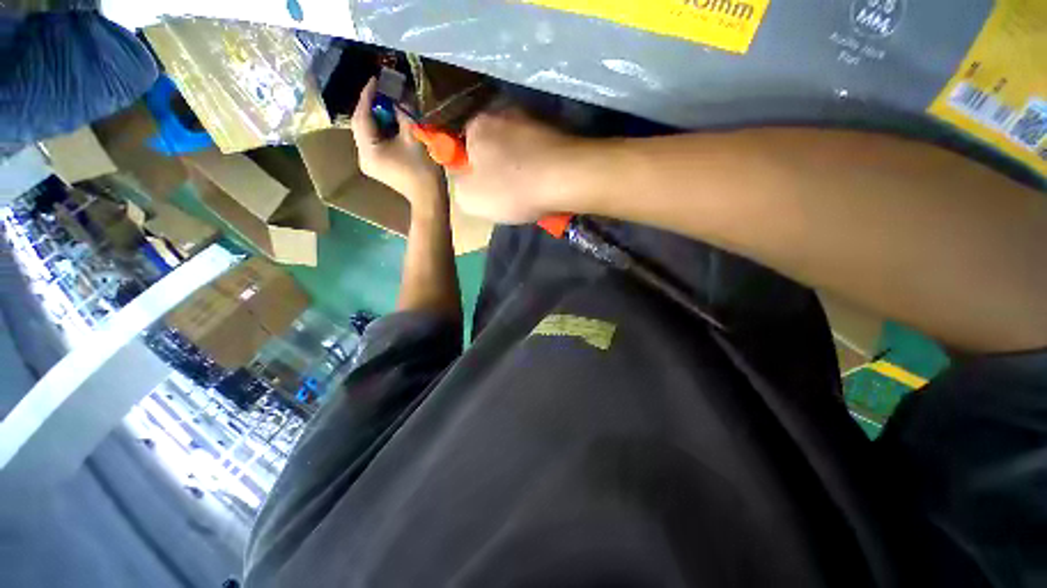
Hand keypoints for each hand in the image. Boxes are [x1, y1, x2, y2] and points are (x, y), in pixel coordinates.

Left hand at [350, 78, 443, 206]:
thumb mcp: (413, 137)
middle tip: (383, 91)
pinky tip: (391, 123)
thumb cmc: (423, 170)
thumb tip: (397, 97)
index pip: (362, 116)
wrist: (429, 198)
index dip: (367, 96)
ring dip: (377, 118)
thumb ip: (402, 113)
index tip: (375, 79)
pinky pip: (374, 142)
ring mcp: (369, 163)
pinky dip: (381, 131)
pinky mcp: (378, 166)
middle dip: (372, 106)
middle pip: (362, 125)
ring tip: (388, 104)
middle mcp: (363, 156)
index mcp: (368, 150)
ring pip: (368, 133)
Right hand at [452, 110, 584, 223]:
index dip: (469, 169)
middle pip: (492, 145)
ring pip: (517, 149)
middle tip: (505, 193)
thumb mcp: (470, 199)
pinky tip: (543, 184)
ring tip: (527, 192)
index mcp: (477, 126)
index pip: (463, 144)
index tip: (481, 188)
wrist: (565, 178)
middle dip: (495, 168)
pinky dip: (538, 167)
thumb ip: (458, 186)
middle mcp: (503, 113)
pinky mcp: (557, 131)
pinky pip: (538, 152)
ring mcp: (533, 119)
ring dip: (519, 168)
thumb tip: (465, 179)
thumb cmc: (511, 189)